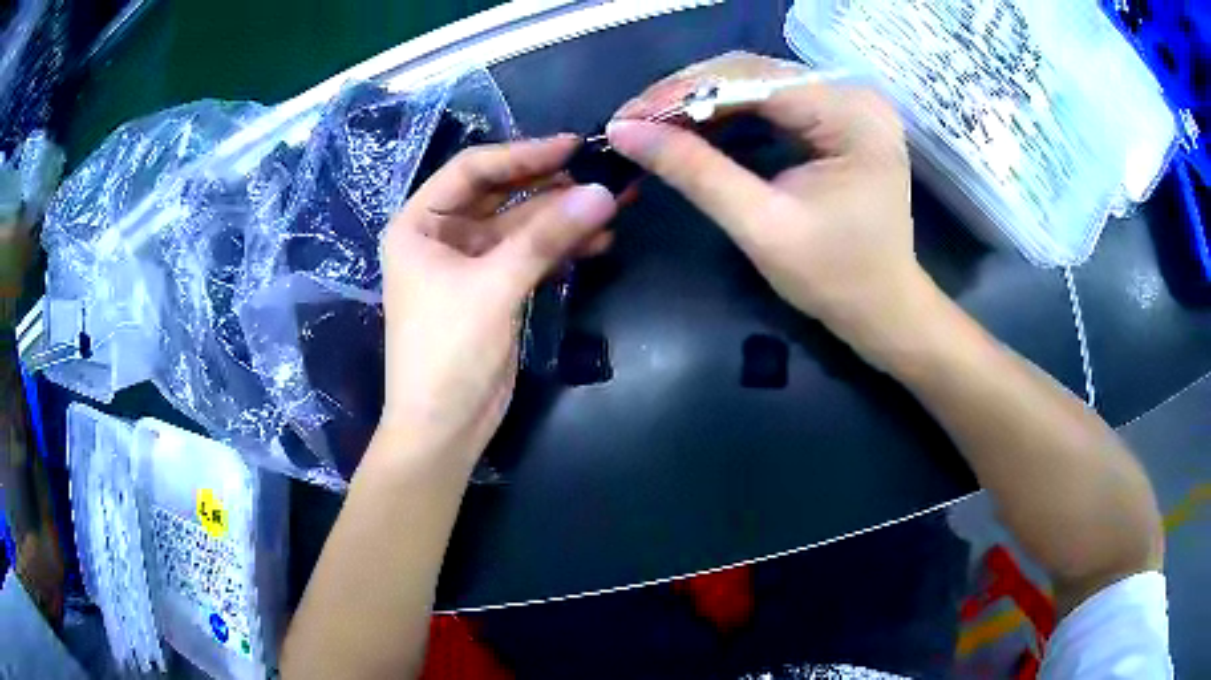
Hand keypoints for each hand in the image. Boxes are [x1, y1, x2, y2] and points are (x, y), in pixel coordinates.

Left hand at [377, 136, 616, 467]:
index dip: (521, 155)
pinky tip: (598, 242)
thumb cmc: (447, 351)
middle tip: (603, 177)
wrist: (444, 427)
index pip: (471, 171)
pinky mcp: (495, 289)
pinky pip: (530, 255)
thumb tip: (604, 193)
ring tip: (613, 208)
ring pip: (522, 227)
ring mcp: (470, 264)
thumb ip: (546, 238)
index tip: (572, 146)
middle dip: (551, 188)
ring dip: (563, 220)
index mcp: (419, 224)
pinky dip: (560, 249)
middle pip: (501, 196)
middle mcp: (441, 236)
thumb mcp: (493, 287)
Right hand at [608, 52, 930, 364]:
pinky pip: (771, 100)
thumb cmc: (835, 279)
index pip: (753, 80)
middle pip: (753, 72)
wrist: (883, 309)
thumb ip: (695, 172)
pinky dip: (727, 111)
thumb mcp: (762, 226)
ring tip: (652, 124)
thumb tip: (624, 131)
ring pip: (756, 81)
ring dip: (700, 100)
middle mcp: (853, 93)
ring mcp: (847, 102)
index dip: (682, 93)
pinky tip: (692, 126)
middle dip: (686, 94)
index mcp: (850, 114)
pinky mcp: (836, 117)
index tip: (626, 117)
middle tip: (633, 121)